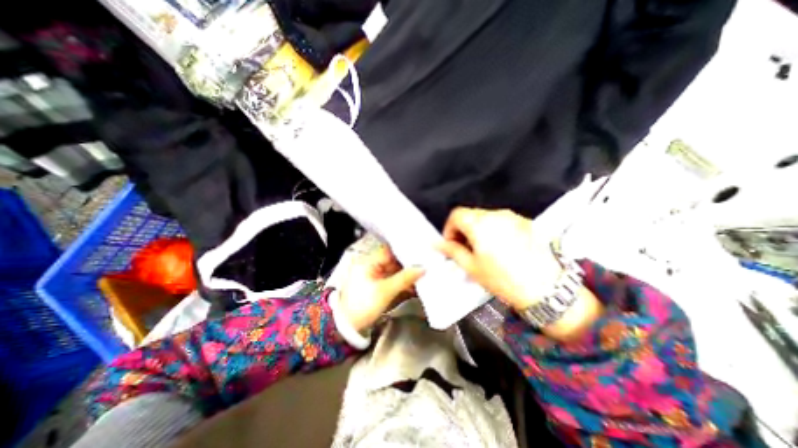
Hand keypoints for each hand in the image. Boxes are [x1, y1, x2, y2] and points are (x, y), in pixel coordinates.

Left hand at [336, 244, 423, 332]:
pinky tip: (413, 287)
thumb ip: (405, 278)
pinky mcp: (375, 286)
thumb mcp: (385, 291)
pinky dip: (401, 283)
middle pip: (392, 261)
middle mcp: (370, 265)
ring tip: (422, 276)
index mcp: (368, 261)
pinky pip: (391, 280)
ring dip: (406, 275)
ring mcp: (372, 276)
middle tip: (425, 265)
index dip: (404, 251)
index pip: (389, 251)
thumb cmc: (364, 305)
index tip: (420, 253)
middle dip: (407, 265)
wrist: (347, 328)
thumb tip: (423, 268)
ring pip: (393, 271)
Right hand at [436, 207, 559, 308]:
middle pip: (471, 214)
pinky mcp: (526, 222)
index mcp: (480, 224)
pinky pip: (503, 221)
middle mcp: (497, 215)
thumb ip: (452, 251)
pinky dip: (495, 230)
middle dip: (463, 229)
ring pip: (487, 217)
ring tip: (484, 250)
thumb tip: (438, 244)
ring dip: (479, 229)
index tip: (451, 243)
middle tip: (465, 248)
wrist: (548, 289)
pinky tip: (501, 248)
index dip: (449, 228)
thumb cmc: (505, 280)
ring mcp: (513, 217)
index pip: (456, 214)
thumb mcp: (472, 267)